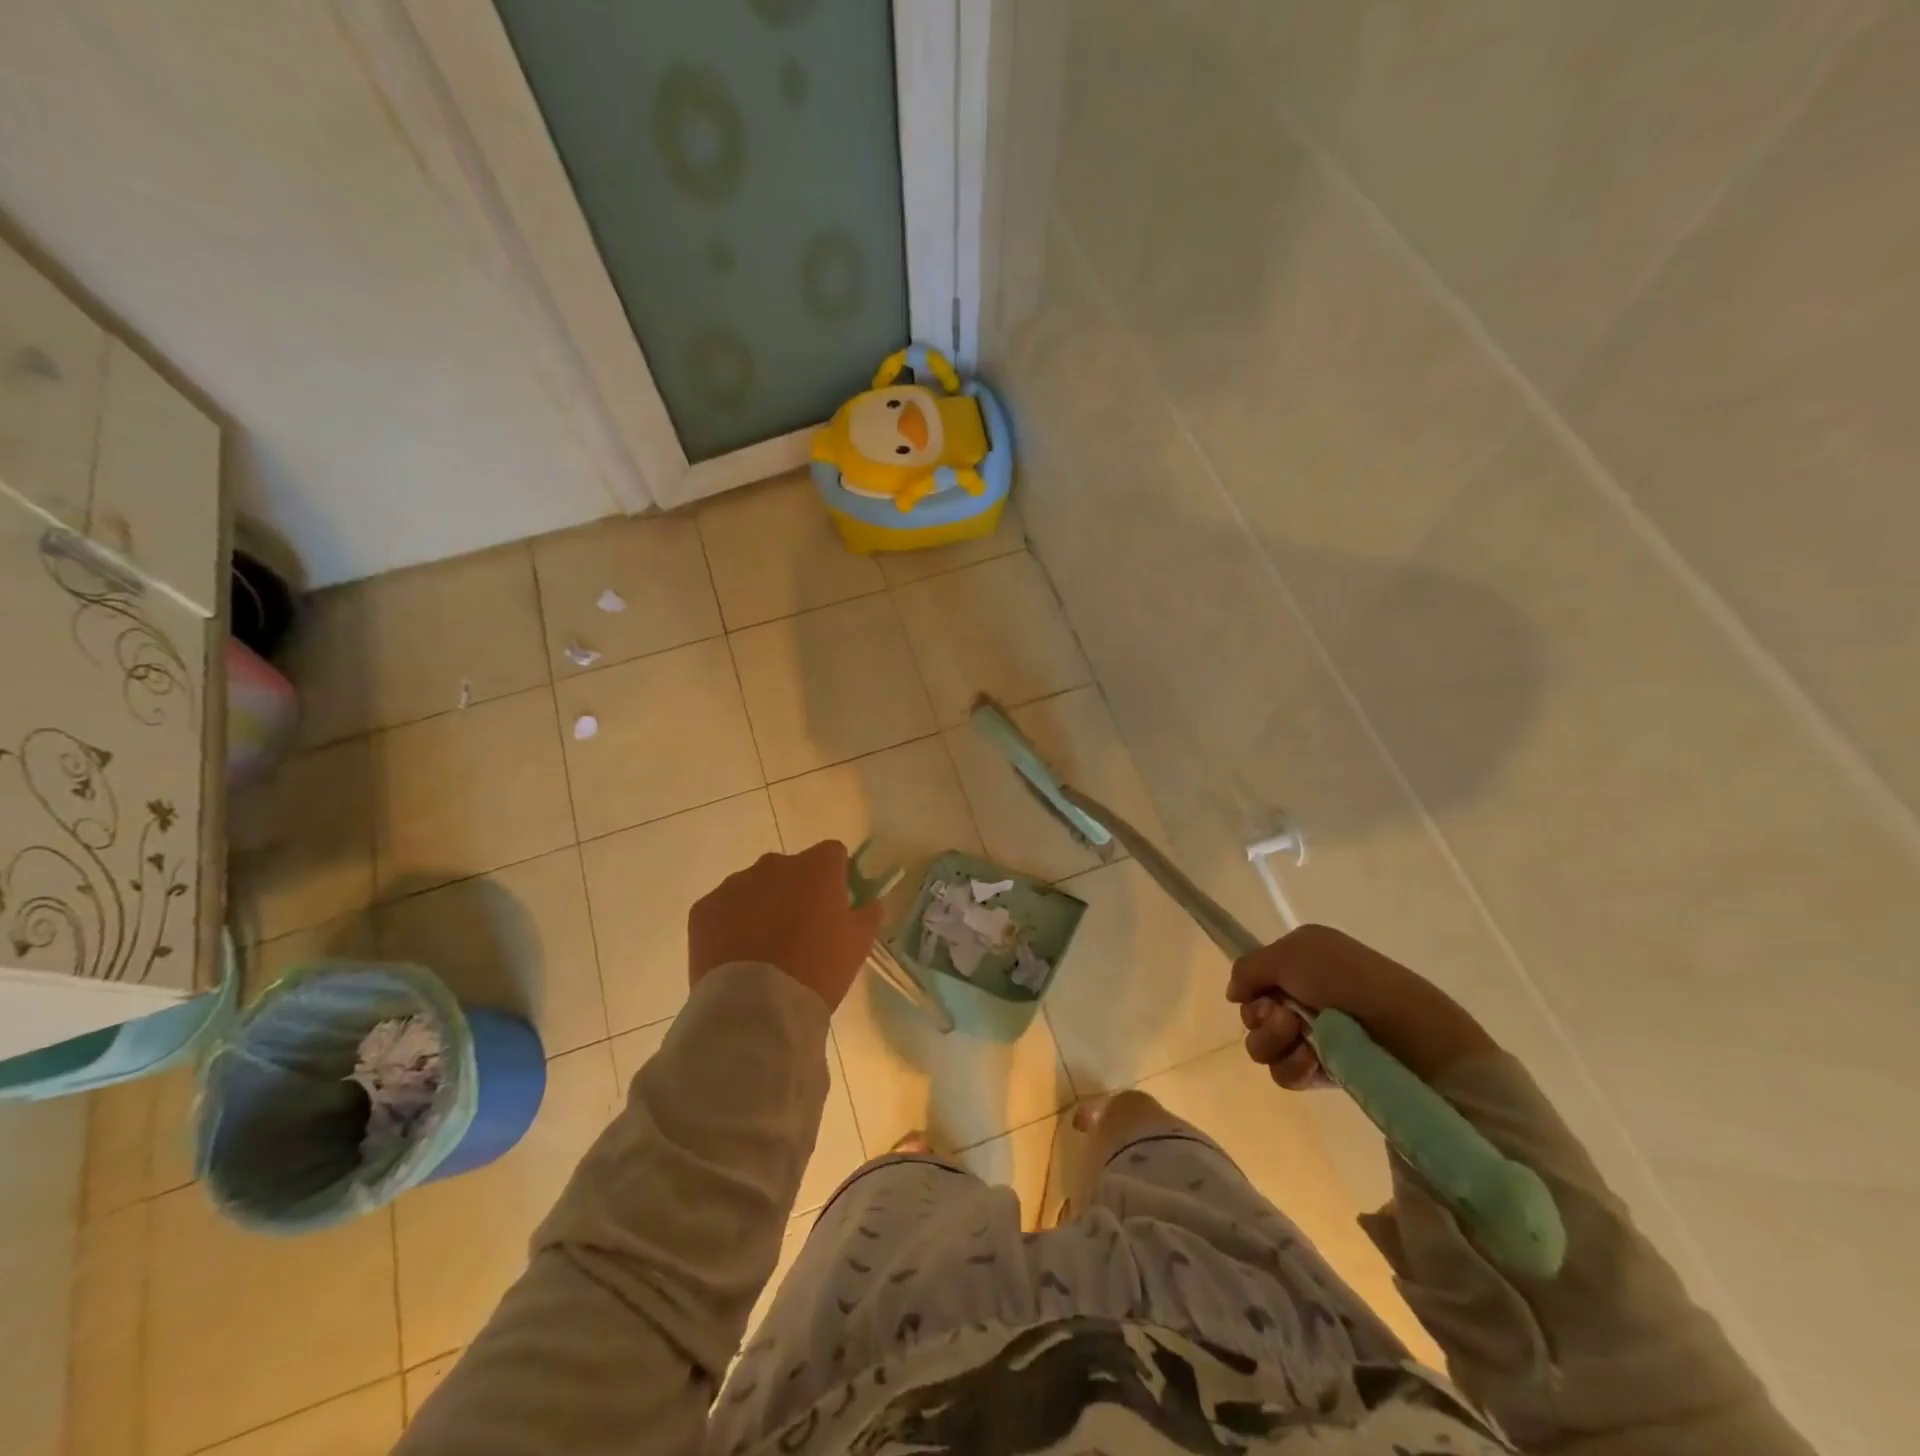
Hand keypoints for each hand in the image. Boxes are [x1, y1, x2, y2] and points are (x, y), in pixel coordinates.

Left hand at [687, 841, 882, 1010]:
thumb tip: (871, 901)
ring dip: (761, 906)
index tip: (834, 906)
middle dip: (795, 891)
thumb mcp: (858, 945)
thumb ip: (868, 914)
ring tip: (764, 948)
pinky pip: (723, 908)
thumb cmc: (818, 970)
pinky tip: (737, 955)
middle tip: (799, 931)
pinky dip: (730, 924)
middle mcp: (775, 864)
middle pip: (790, 869)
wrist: (756, 1008)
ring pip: (754, 887)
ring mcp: (735, 884)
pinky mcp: (704, 908)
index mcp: (817, 867)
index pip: (832, 854)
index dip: (835, 877)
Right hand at [1226, 924, 1496, 1087]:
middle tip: (1284, 1016)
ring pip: (1263, 1046)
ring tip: (1302, 1039)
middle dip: (1260, 1017)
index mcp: (1302, 963)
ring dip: (1273, 1041)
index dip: (1251, 989)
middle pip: (1253, 1014)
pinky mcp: (1325, 1072)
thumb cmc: (1347, 979)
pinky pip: (1285, 1073)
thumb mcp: (1292, 951)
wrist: (1404, 1029)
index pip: (1255, 980)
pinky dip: (1293, 1066)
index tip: (1257, 993)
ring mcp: (1315, 1036)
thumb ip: (1249, 967)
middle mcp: (1306, 998)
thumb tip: (1235, 994)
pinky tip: (1312, 1061)